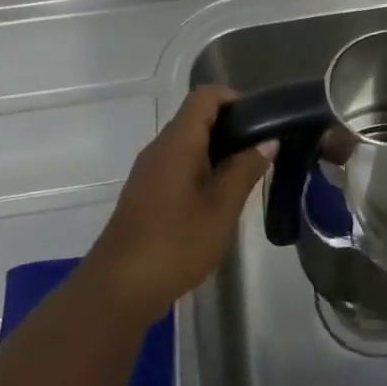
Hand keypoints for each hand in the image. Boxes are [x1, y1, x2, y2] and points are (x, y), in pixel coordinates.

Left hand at [84, 86, 275, 319]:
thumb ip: (245, 170)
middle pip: (196, 117)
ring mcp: (149, 171)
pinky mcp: (145, 192)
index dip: (234, 99)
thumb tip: (267, 140)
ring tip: (246, 176)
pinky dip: (201, 169)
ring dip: (217, 151)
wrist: (118, 289)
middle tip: (261, 151)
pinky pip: (178, 164)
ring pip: (188, 143)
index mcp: (178, 142)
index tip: (261, 121)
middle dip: (231, 127)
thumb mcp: (221, 208)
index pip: (205, 96)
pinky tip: (218, 199)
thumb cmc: (175, 244)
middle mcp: (160, 147)